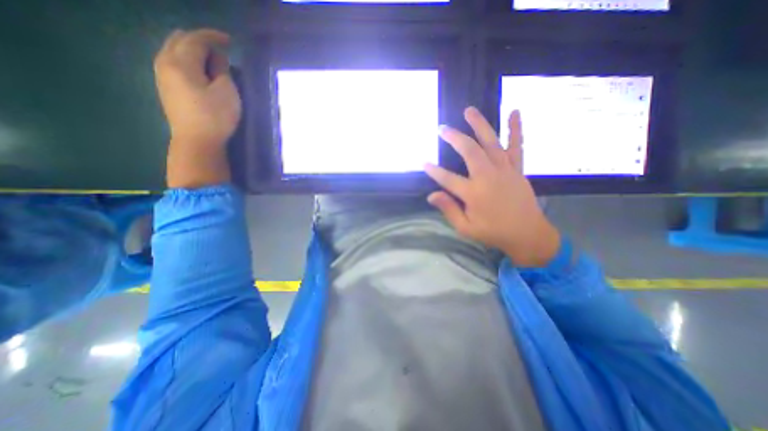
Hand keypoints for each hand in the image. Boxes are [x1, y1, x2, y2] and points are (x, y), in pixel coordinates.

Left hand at [151, 27, 240, 187]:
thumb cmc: (215, 117)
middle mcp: (164, 62)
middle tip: (221, 50)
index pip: (196, 39)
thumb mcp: (227, 92)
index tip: (230, 41)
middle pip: (179, 40)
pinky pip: (173, 63)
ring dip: (193, 51)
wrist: (197, 141)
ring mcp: (162, 76)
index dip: (213, 36)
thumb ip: (221, 70)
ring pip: (173, 50)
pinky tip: (199, 72)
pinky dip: (187, 61)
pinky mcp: (165, 88)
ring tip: (212, 61)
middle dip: (200, 41)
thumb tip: (217, 59)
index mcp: (180, 62)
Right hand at [422, 107, 562, 267]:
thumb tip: (431, 195)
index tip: (424, 162)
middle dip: (454, 138)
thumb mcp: (466, 228)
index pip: (448, 179)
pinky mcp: (517, 169)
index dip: (434, 171)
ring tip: (469, 110)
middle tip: (442, 128)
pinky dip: (516, 128)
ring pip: (491, 142)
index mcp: (474, 194)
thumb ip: (449, 210)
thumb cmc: (493, 232)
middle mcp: (488, 177)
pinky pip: (517, 145)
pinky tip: (514, 111)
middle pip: (469, 151)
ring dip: (479, 125)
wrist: (528, 234)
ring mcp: (505, 170)